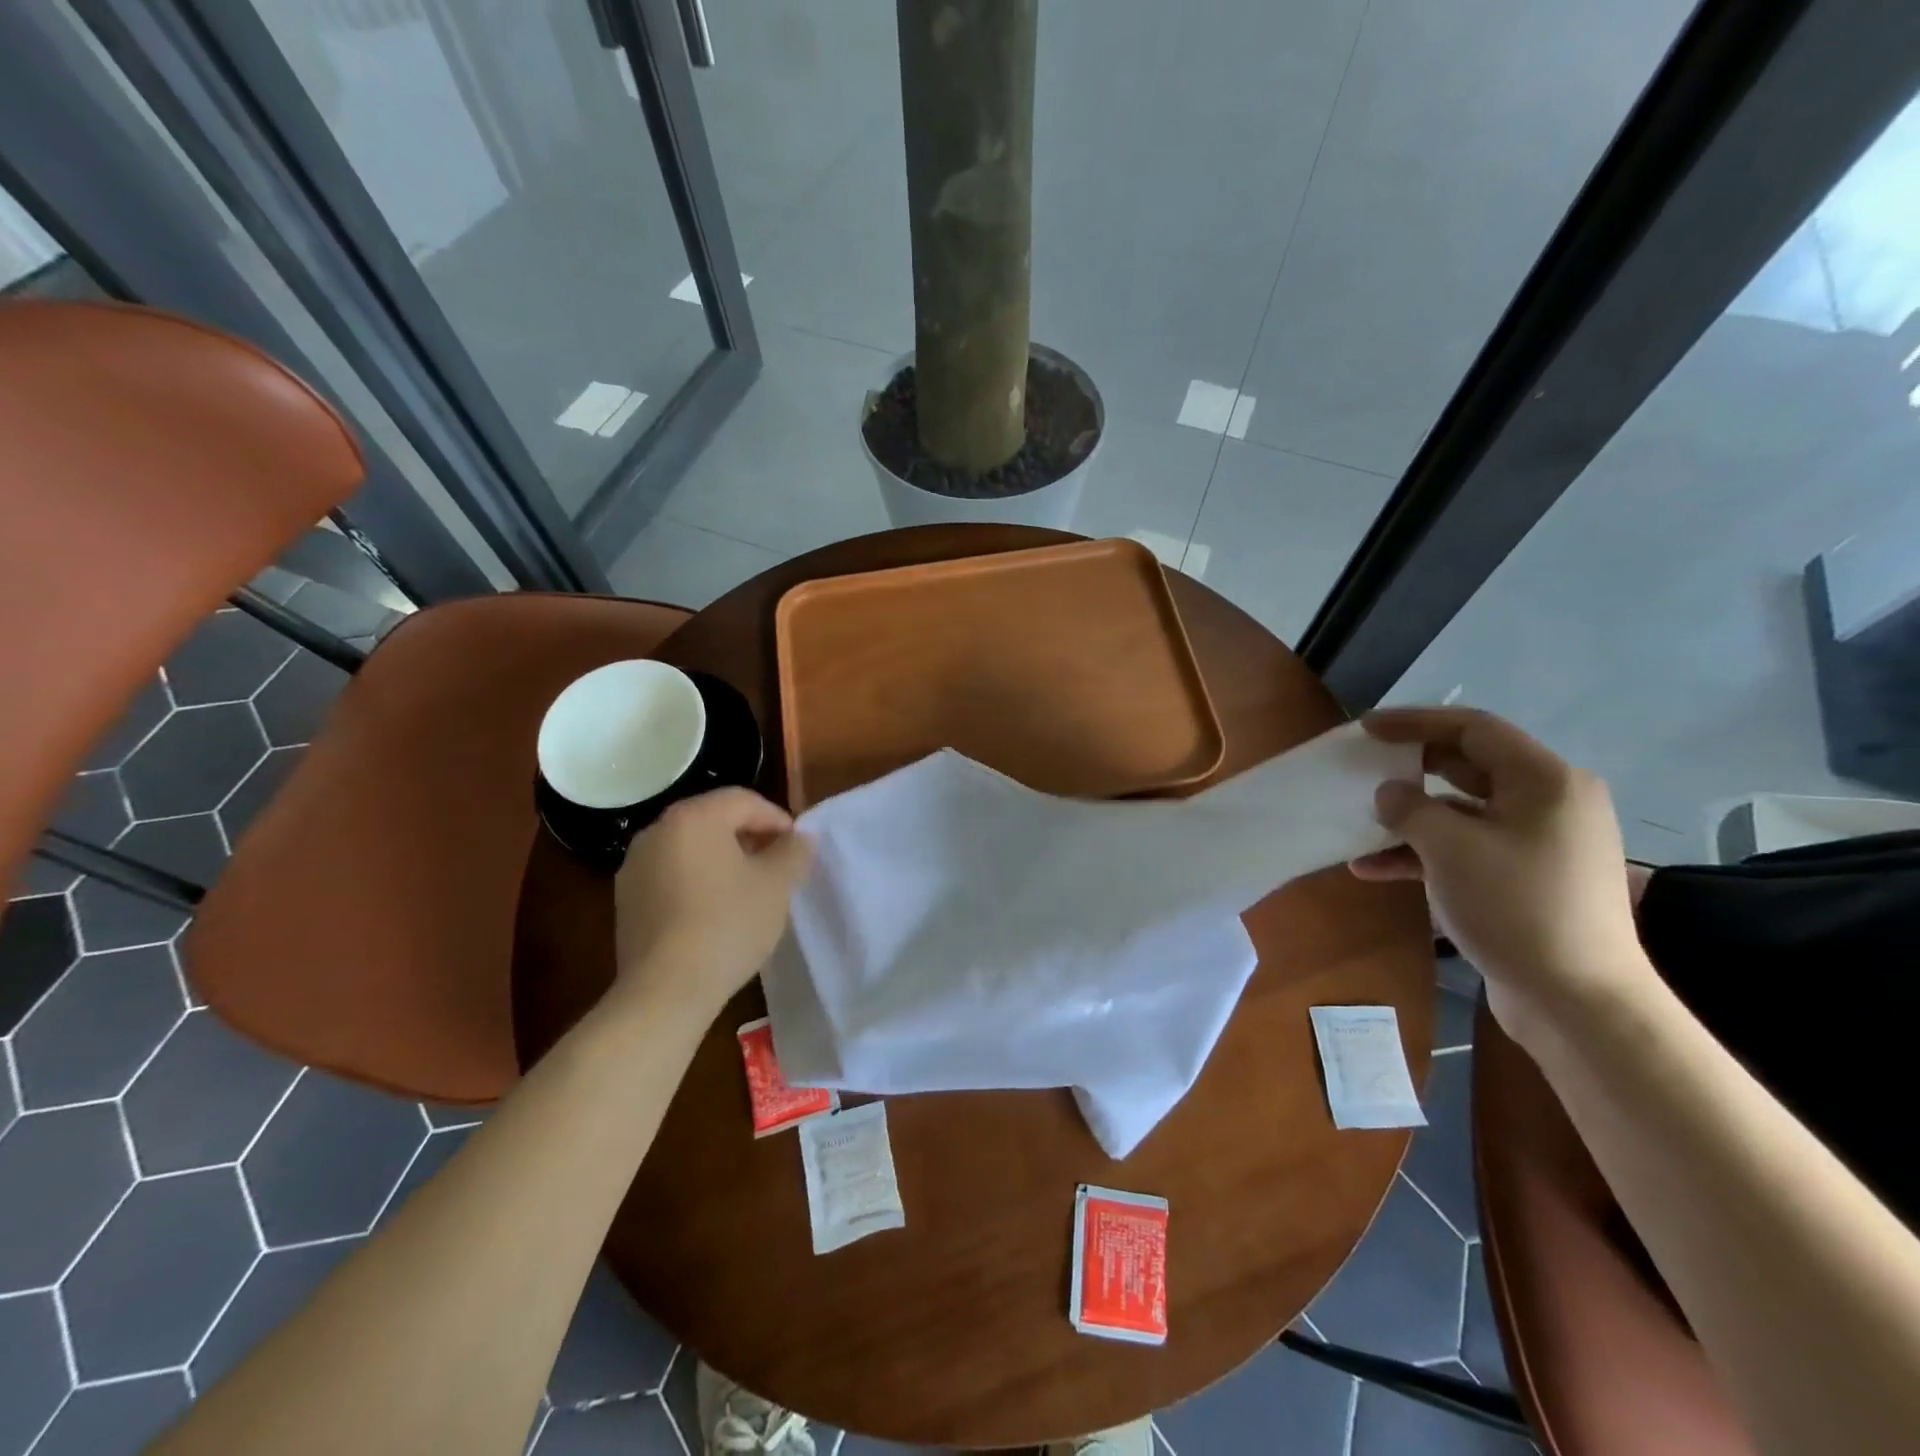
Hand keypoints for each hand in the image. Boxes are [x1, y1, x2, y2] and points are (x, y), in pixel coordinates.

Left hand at [612, 788, 812, 1016]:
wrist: (666, 990)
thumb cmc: (728, 925)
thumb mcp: (776, 885)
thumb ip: (793, 852)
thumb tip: (801, 837)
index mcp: (693, 817)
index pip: (744, 800)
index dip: (778, 819)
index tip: (797, 849)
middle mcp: (657, 831)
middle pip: (714, 820)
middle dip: (750, 838)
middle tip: (778, 867)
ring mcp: (635, 866)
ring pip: (691, 848)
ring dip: (723, 860)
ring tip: (749, 891)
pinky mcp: (626, 899)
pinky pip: (671, 875)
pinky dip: (697, 881)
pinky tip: (715, 912)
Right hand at [1348, 707, 1656, 1049]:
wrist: (1578, 1001)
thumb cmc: (1517, 907)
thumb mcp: (1449, 848)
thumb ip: (1410, 808)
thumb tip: (1390, 793)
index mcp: (1546, 781)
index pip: (1474, 729)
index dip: (1415, 722)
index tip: (1366, 729)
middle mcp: (1549, 803)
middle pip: (1468, 766)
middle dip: (1410, 767)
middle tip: (1363, 768)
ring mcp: (1538, 843)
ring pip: (1461, 811)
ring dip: (1409, 817)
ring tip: (1360, 823)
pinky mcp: (1524, 878)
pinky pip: (1466, 848)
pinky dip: (1422, 853)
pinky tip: (1373, 869)